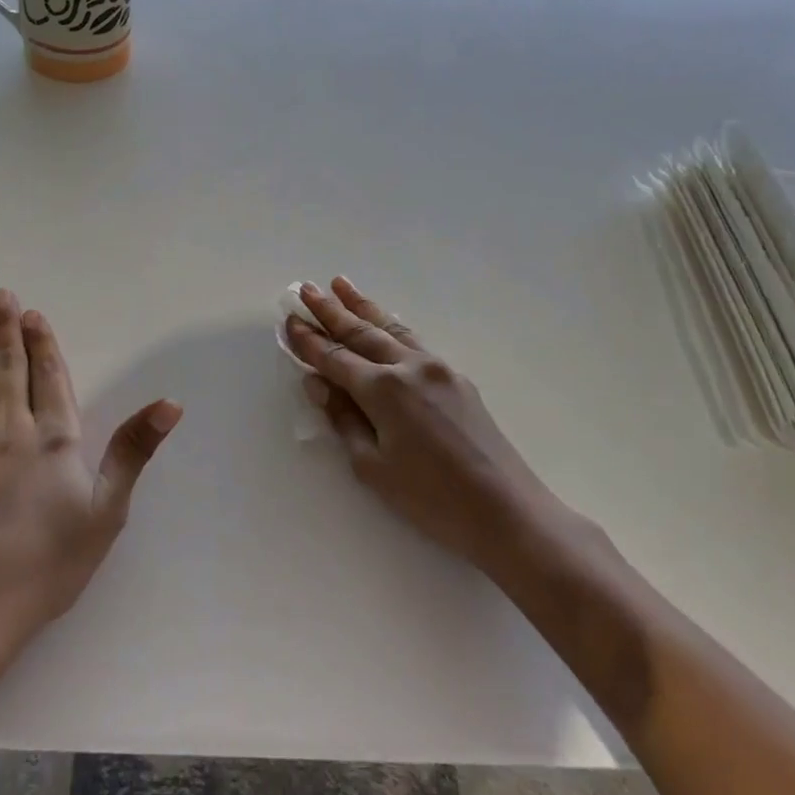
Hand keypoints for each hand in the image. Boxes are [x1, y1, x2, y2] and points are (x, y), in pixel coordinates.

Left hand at [0, 289, 180, 718]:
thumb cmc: (44, 567)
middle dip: (6, 328)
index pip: (49, 377)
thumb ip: (133, 452)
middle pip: (8, 367)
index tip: (33, 313)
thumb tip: (170, 403)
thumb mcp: (105, 514)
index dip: (42, 342)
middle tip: (0, 294)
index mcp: (54, 440)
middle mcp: (9, 429)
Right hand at [285, 278, 601, 578]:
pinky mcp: (456, 378)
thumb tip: (318, 384)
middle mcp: (409, 367)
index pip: (335, 358)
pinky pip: (414, 340)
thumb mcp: (373, 467)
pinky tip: (383, 320)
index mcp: (383, 390)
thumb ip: (343, 419)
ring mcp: (437, 368)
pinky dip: (391, 325)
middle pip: (361, 332)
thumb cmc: (431, 499)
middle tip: (306, 288)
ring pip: (391, 328)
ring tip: (340, 284)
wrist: (505, 509)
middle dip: (331, 310)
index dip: (309, 341)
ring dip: (363, 306)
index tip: (289, 320)